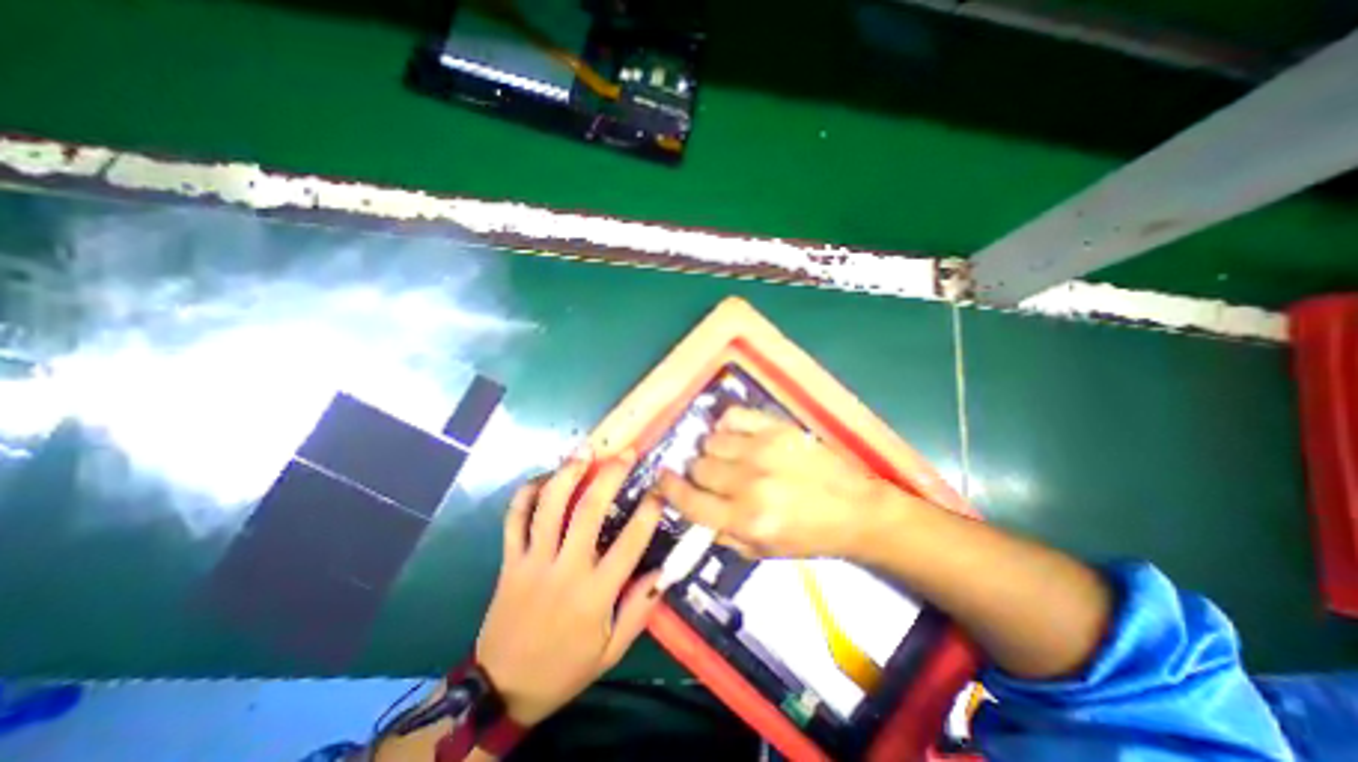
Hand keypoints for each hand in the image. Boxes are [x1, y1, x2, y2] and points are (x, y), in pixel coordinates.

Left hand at [475, 450, 664, 729]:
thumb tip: (664, 572)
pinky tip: (543, 477)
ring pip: (549, 507)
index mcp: (594, 594)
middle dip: (609, 476)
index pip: (630, 543)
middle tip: (625, 453)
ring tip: (584, 451)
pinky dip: (526, 494)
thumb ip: (639, 610)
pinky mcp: (509, 561)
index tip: (660, 488)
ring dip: (567, 474)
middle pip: (588, 512)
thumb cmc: (565, 668)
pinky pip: (514, 520)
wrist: (501, 691)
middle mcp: (564, 569)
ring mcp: (532, 562)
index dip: (649, 511)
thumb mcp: (611, 651)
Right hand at [654, 404, 879, 558]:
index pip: (689, 500)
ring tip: (729, 457)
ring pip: (711, 441)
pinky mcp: (776, 428)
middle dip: (698, 474)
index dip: (668, 489)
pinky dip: (727, 426)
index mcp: (745, 520)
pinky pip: (732, 417)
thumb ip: (721, 533)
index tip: (661, 480)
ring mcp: (762, 450)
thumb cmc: (808, 536)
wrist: (855, 508)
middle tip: (712, 477)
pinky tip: (736, 436)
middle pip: (698, 466)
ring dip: (713, 451)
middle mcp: (749, 483)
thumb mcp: (763, 552)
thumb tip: (691, 508)